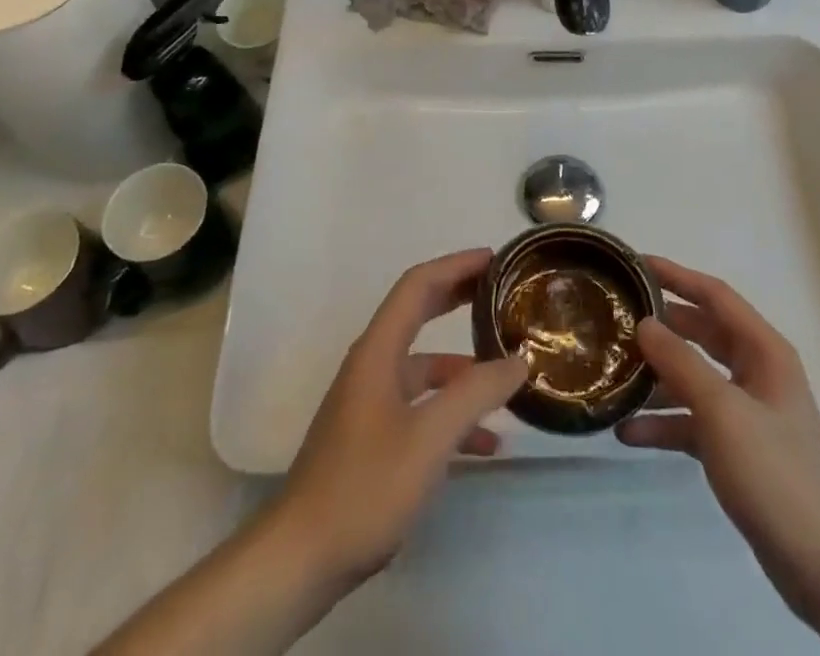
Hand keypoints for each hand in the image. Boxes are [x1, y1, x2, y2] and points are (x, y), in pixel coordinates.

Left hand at [274, 248, 527, 588]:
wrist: (300, 560)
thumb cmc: (364, 486)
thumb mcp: (430, 438)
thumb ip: (477, 393)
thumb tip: (520, 359)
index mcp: (378, 350)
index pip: (418, 284)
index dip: (455, 264)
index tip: (493, 259)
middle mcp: (372, 364)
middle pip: (419, 313)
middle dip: (459, 298)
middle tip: (501, 293)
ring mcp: (370, 402)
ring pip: (424, 366)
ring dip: (464, 366)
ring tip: (507, 374)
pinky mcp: (372, 436)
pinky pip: (420, 406)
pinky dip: (451, 410)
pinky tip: (485, 442)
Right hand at [617, 256, 819, 630]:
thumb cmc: (775, 473)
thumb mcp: (722, 411)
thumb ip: (681, 363)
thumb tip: (644, 323)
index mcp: (764, 350)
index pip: (715, 296)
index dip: (676, 276)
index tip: (636, 264)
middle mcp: (756, 372)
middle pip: (701, 334)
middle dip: (662, 327)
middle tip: (616, 317)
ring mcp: (748, 412)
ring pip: (694, 378)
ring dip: (657, 379)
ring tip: (613, 375)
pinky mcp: (738, 449)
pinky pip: (694, 422)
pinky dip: (665, 424)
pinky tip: (628, 433)